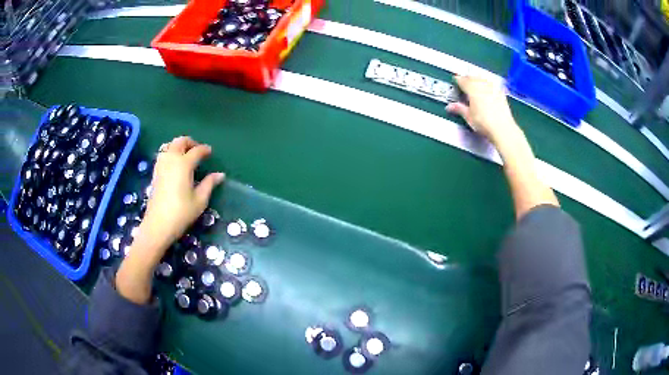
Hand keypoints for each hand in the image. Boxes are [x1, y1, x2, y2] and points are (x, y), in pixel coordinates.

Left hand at [116, 136, 224, 303]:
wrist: (157, 225)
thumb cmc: (181, 213)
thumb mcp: (200, 200)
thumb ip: (209, 184)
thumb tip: (220, 174)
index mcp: (184, 164)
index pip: (196, 151)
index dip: (205, 150)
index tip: (210, 152)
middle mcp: (171, 159)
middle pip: (180, 142)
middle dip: (190, 142)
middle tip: (198, 150)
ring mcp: (161, 165)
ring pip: (169, 145)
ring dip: (178, 146)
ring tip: (186, 155)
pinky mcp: (155, 173)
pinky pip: (163, 154)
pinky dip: (170, 153)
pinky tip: (174, 164)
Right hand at [446, 75, 519, 145]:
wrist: (502, 129)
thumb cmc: (485, 123)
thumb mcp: (469, 116)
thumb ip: (459, 109)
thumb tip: (451, 107)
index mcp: (472, 89)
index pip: (462, 80)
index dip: (458, 80)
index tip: (455, 80)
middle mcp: (483, 86)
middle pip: (473, 77)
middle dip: (468, 78)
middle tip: (464, 81)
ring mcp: (493, 89)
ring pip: (483, 79)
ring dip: (478, 79)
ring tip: (476, 82)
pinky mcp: (501, 94)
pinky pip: (493, 85)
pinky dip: (489, 85)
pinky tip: (489, 88)